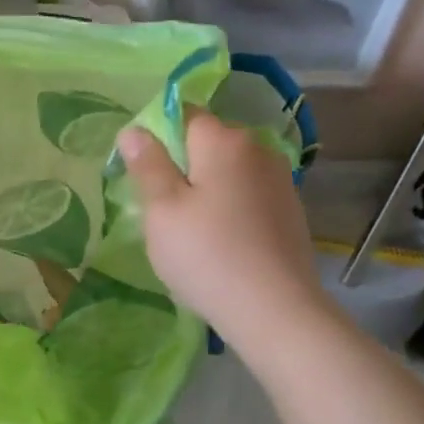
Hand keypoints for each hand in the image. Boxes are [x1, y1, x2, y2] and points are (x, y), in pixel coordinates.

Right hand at [117, 112, 330, 331]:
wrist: (274, 309)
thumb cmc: (206, 254)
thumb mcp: (162, 210)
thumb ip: (148, 165)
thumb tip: (134, 130)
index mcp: (223, 141)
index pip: (184, 113)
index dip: (158, 134)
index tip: (142, 170)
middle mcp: (257, 149)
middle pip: (209, 141)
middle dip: (183, 162)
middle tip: (160, 205)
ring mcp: (279, 180)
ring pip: (229, 170)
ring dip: (207, 186)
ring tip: (190, 227)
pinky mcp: (289, 210)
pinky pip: (247, 194)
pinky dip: (229, 206)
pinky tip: (220, 239)